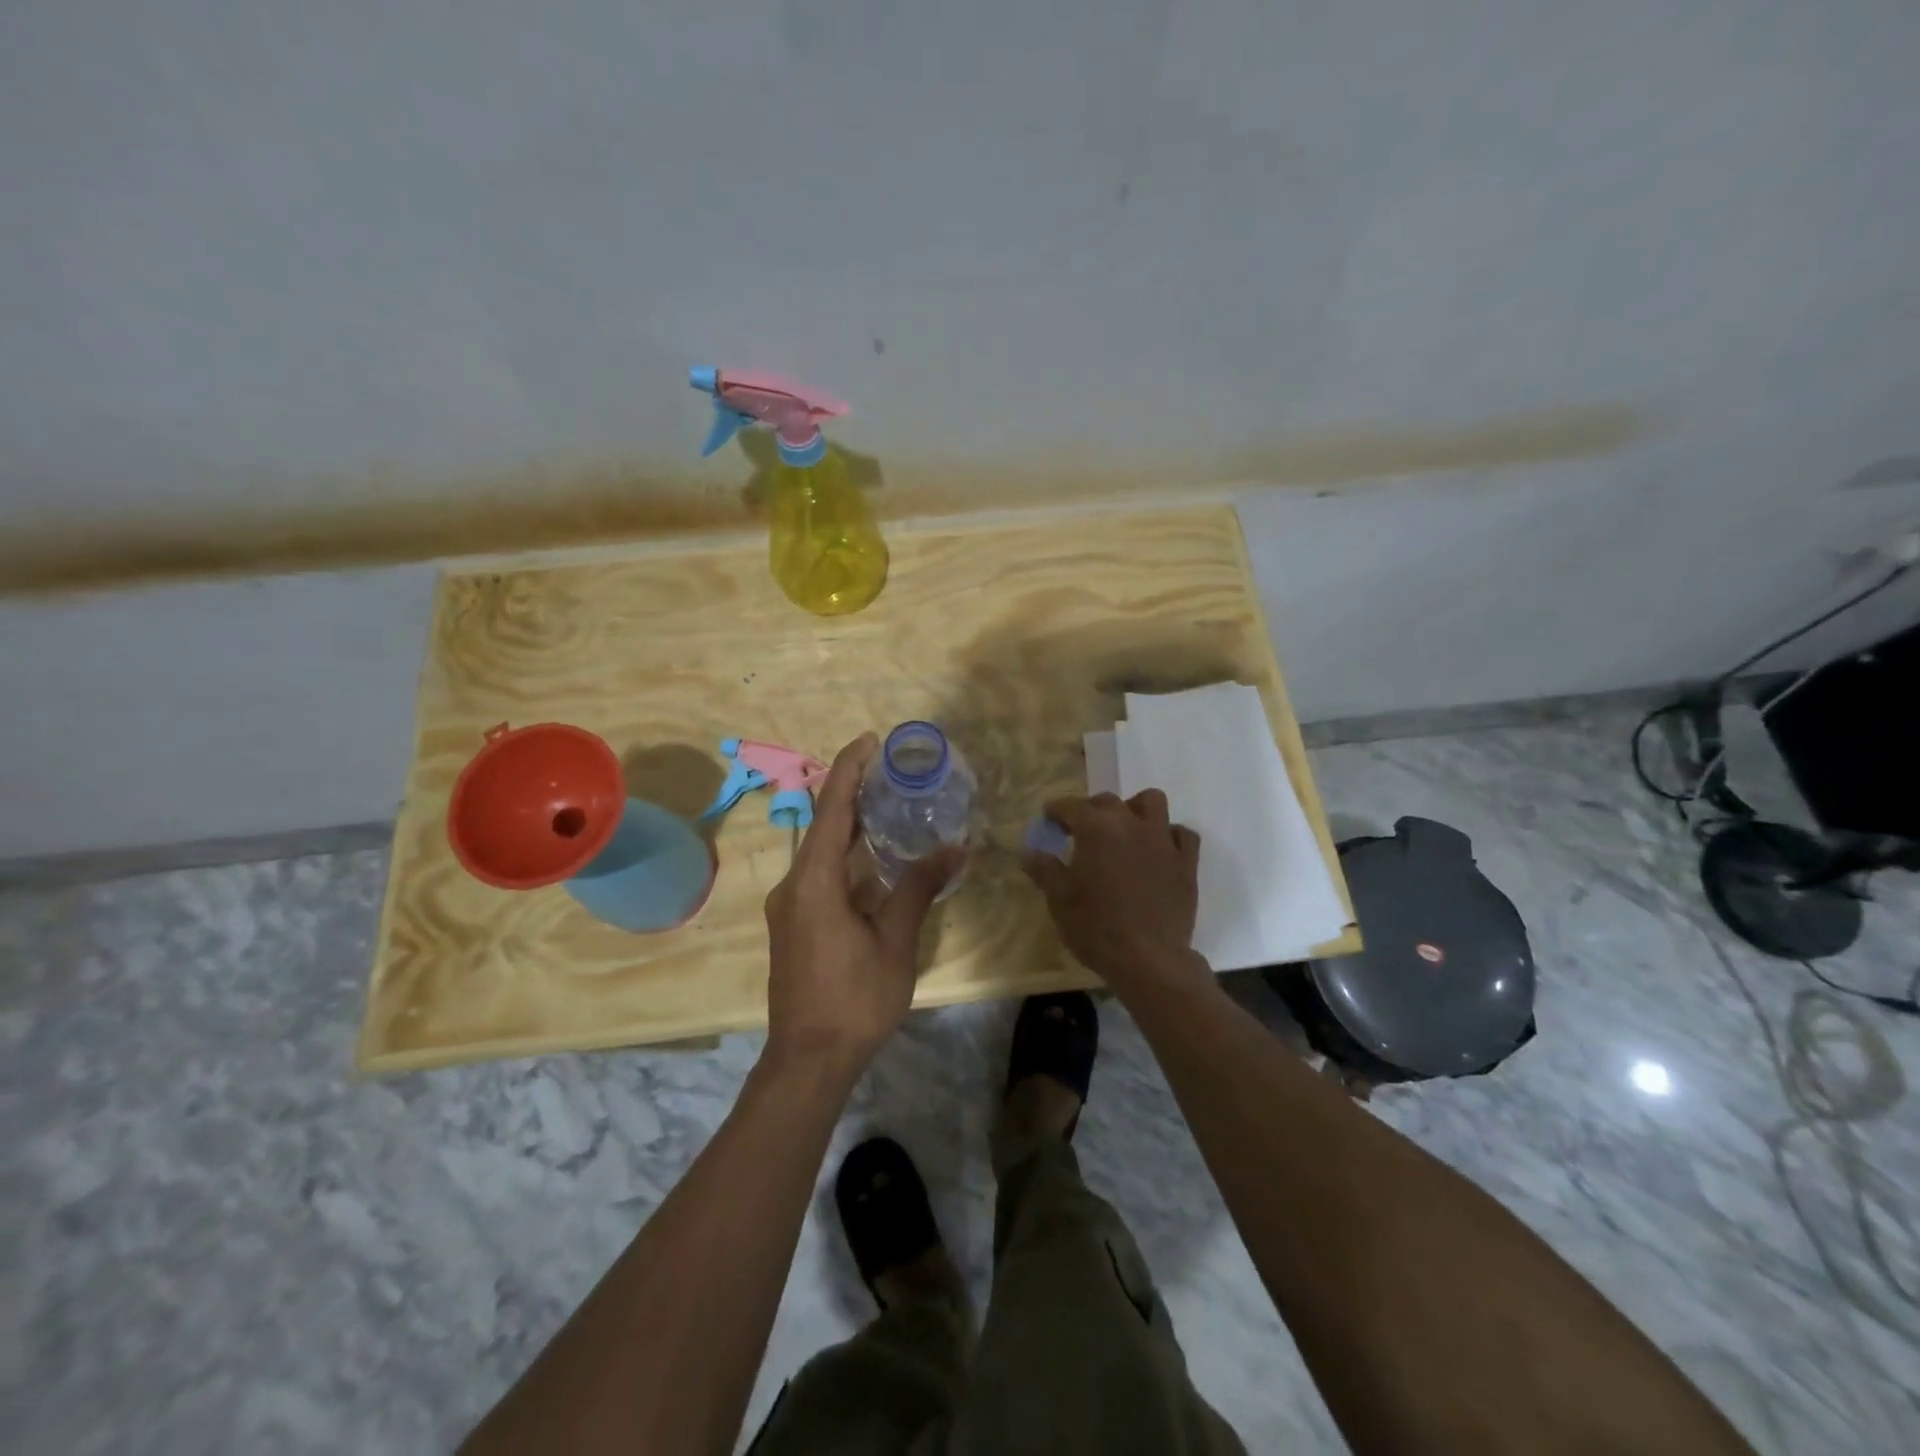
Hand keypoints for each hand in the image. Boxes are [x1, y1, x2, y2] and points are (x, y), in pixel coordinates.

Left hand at [763, 733, 960, 1074]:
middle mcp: (793, 885)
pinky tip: (875, 862)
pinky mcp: (794, 925)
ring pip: (822, 853)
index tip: (871, 740)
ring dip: (851, 828)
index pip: (831, 808)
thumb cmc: (855, 999)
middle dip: (854, 794)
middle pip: (824, 826)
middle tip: (892, 772)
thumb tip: (956, 848)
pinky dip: (847, 859)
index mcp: (814, 881)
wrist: (807, 1060)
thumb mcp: (895, 941)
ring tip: (889, 807)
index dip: (849, 768)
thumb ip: (919, 888)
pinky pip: (820, 876)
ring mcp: (789, 907)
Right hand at [1023, 790, 1207, 997]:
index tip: (1048, 820)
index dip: (1056, 810)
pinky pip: (1183, 834)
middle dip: (1091, 810)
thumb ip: (1044, 870)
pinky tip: (1159, 851)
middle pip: (1108, 801)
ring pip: (1152, 803)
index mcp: (1096, 829)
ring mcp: (1163, 841)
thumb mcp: (1060, 901)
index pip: (1071, 806)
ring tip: (1124, 830)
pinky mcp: (1186, 862)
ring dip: (1135, 809)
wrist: (1148, 960)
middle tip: (1081, 832)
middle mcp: (1131, 825)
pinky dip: (1169, 836)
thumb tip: (1027, 852)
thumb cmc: (1096, 929)